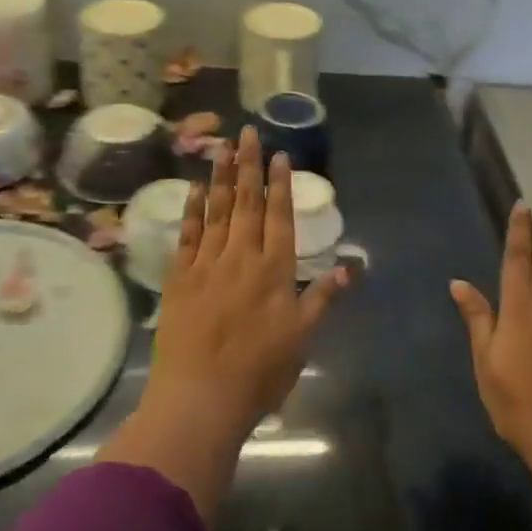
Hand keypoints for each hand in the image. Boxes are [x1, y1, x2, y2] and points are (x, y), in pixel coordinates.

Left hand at [99, 128, 348, 521]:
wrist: (200, 398)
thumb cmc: (259, 371)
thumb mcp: (303, 337)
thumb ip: (324, 296)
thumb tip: (351, 267)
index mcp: (273, 269)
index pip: (278, 215)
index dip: (280, 183)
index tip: (279, 154)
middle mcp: (240, 256)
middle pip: (247, 202)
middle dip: (249, 165)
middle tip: (248, 132)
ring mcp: (207, 264)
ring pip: (217, 211)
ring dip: (221, 177)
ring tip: (222, 147)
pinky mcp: (180, 278)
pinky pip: (188, 235)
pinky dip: (193, 210)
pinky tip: (196, 189)